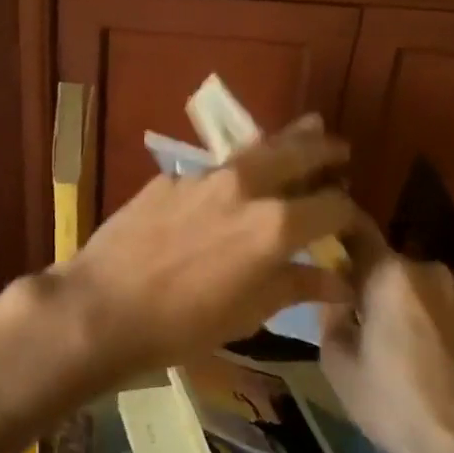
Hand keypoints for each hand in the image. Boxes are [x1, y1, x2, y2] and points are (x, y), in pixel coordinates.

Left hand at [54, 114, 354, 383]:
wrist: (101, 307)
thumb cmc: (182, 324)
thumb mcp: (248, 313)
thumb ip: (296, 286)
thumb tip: (339, 280)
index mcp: (276, 225)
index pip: (333, 205)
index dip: (350, 214)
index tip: (352, 222)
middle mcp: (246, 187)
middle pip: (299, 153)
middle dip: (325, 150)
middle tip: (340, 149)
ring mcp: (204, 177)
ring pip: (256, 148)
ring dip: (285, 141)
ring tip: (306, 128)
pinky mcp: (170, 179)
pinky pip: (214, 167)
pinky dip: (237, 167)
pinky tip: (232, 179)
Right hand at [320, 214, 453, 452]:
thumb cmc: (392, 402)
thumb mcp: (337, 362)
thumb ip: (329, 315)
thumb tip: (334, 294)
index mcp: (390, 274)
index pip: (356, 231)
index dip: (336, 236)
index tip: (321, 249)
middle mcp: (428, 270)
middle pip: (385, 264)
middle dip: (367, 282)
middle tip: (352, 317)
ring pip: (413, 285)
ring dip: (398, 301)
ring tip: (388, 341)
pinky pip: (437, 303)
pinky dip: (423, 317)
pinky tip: (419, 353)